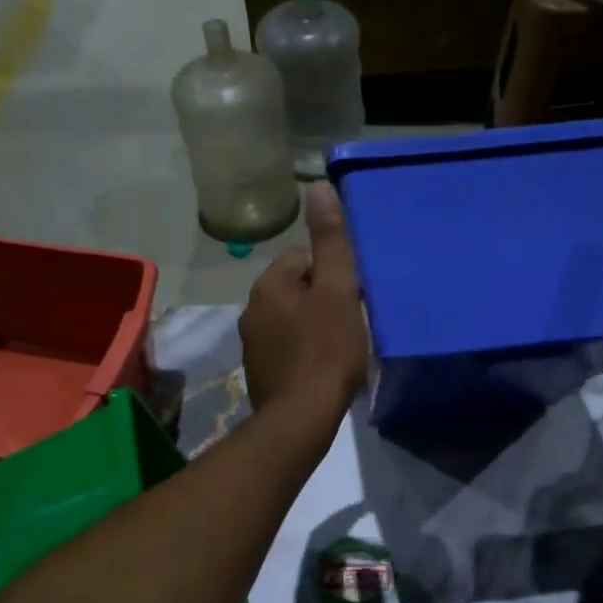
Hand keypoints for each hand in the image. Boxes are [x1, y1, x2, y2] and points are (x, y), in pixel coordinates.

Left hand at [240, 185, 369, 419]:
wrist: (302, 416)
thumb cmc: (326, 349)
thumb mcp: (338, 290)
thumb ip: (331, 241)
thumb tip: (318, 187)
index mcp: (269, 285)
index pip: (303, 260)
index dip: (332, 276)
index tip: (351, 299)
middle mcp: (252, 309)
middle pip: (296, 290)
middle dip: (322, 301)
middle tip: (349, 324)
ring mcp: (252, 343)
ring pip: (290, 320)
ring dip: (312, 327)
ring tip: (339, 348)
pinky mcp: (259, 372)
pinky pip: (285, 348)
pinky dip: (303, 353)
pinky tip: (321, 369)